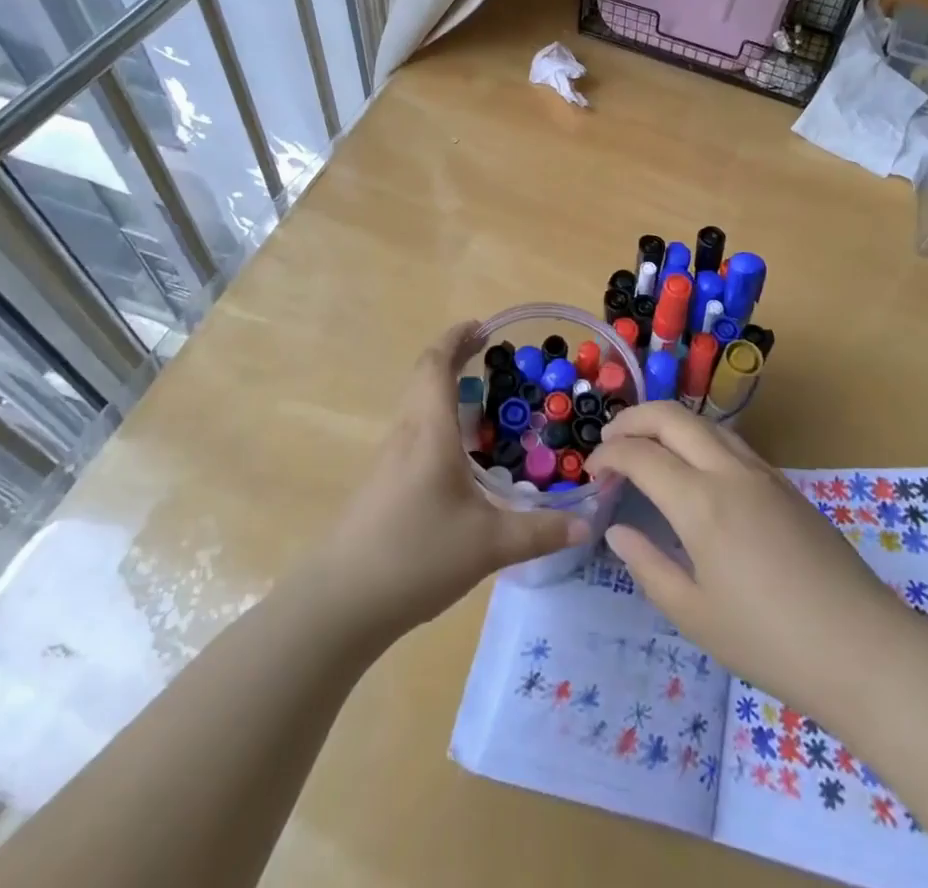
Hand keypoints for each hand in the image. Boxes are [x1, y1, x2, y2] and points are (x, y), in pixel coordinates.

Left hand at [318, 322, 585, 634]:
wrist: (340, 601)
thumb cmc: (416, 555)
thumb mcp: (489, 545)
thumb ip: (540, 531)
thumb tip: (587, 524)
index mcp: (430, 431)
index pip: (436, 365)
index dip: (456, 339)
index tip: (482, 327)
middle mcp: (406, 434)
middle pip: (424, 378)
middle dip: (454, 358)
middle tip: (489, 355)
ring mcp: (389, 459)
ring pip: (416, 405)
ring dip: (444, 389)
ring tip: (481, 400)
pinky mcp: (381, 483)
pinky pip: (413, 432)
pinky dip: (437, 420)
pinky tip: (458, 453)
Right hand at [591, 403, 913, 716]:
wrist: (861, 647)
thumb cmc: (770, 641)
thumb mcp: (695, 615)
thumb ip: (649, 566)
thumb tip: (619, 531)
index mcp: (701, 502)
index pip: (641, 455)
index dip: (609, 455)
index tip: (590, 472)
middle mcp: (729, 471)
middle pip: (673, 417)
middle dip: (633, 419)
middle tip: (609, 441)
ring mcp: (762, 472)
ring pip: (705, 423)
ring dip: (668, 423)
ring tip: (646, 446)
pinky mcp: (785, 483)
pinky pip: (730, 442)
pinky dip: (698, 438)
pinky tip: (692, 469)